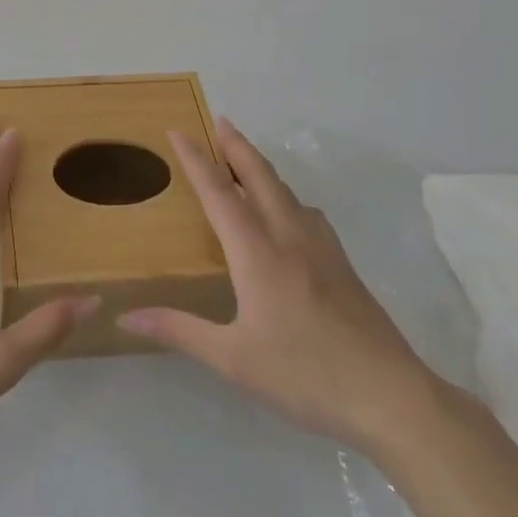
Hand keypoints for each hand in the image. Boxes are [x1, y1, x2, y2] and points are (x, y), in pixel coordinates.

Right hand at [119, 119, 439, 454]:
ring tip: (243, 159)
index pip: (218, 192)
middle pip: (259, 175)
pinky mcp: (341, 263)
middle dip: (236, 144)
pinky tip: (287, 212)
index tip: (177, 131)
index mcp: (257, 252)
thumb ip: (179, 330)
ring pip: (286, 190)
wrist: (390, 395)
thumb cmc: (304, 375)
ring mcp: (321, 248)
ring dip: (260, 166)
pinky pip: (306, 211)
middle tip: (218, 121)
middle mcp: (288, 237)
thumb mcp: (233, 359)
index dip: (195, 160)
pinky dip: (285, 194)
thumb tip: (127, 317)